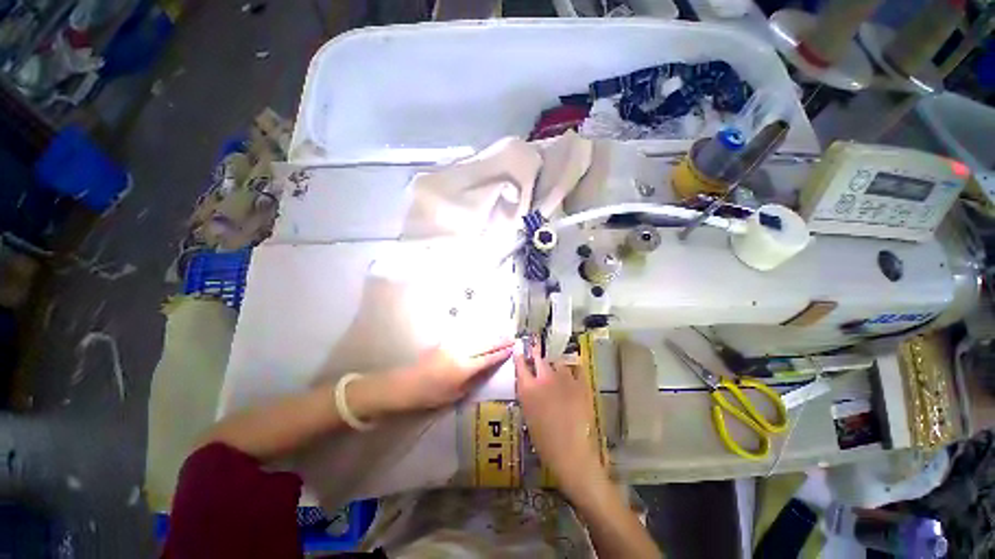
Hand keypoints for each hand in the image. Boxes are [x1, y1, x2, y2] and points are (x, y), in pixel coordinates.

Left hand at [380, 341, 513, 411]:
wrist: (406, 384)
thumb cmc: (432, 395)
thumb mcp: (457, 394)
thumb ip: (474, 380)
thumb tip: (488, 370)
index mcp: (465, 367)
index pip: (489, 357)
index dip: (502, 353)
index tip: (513, 348)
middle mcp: (461, 352)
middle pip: (485, 344)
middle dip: (499, 341)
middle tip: (512, 338)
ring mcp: (452, 344)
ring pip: (476, 338)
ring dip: (490, 337)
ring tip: (501, 336)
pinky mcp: (445, 342)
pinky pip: (466, 337)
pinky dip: (477, 336)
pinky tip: (481, 336)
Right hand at [514, 339, 606, 496]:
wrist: (571, 453)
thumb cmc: (544, 441)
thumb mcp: (529, 416)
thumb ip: (528, 395)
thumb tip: (530, 384)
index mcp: (528, 388)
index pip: (520, 364)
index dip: (519, 357)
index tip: (520, 351)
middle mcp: (544, 378)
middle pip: (539, 358)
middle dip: (536, 354)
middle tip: (536, 350)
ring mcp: (564, 379)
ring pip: (558, 363)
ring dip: (555, 365)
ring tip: (557, 369)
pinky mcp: (580, 384)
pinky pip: (576, 369)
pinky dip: (573, 370)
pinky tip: (573, 373)